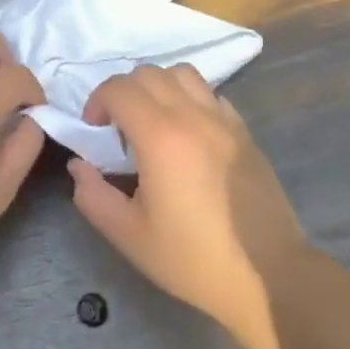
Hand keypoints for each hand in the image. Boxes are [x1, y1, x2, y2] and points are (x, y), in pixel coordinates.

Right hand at [68, 66, 309, 348]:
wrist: (270, 275)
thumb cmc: (194, 258)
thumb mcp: (130, 236)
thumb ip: (94, 196)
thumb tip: (79, 166)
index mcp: (160, 136)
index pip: (118, 88)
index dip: (97, 102)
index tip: (94, 132)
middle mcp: (192, 115)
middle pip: (147, 73)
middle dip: (123, 92)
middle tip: (118, 129)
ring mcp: (222, 119)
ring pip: (181, 74)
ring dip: (157, 87)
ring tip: (153, 122)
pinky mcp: (244, 130)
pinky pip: (209, 93)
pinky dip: (189, 99)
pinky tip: (187, 134)